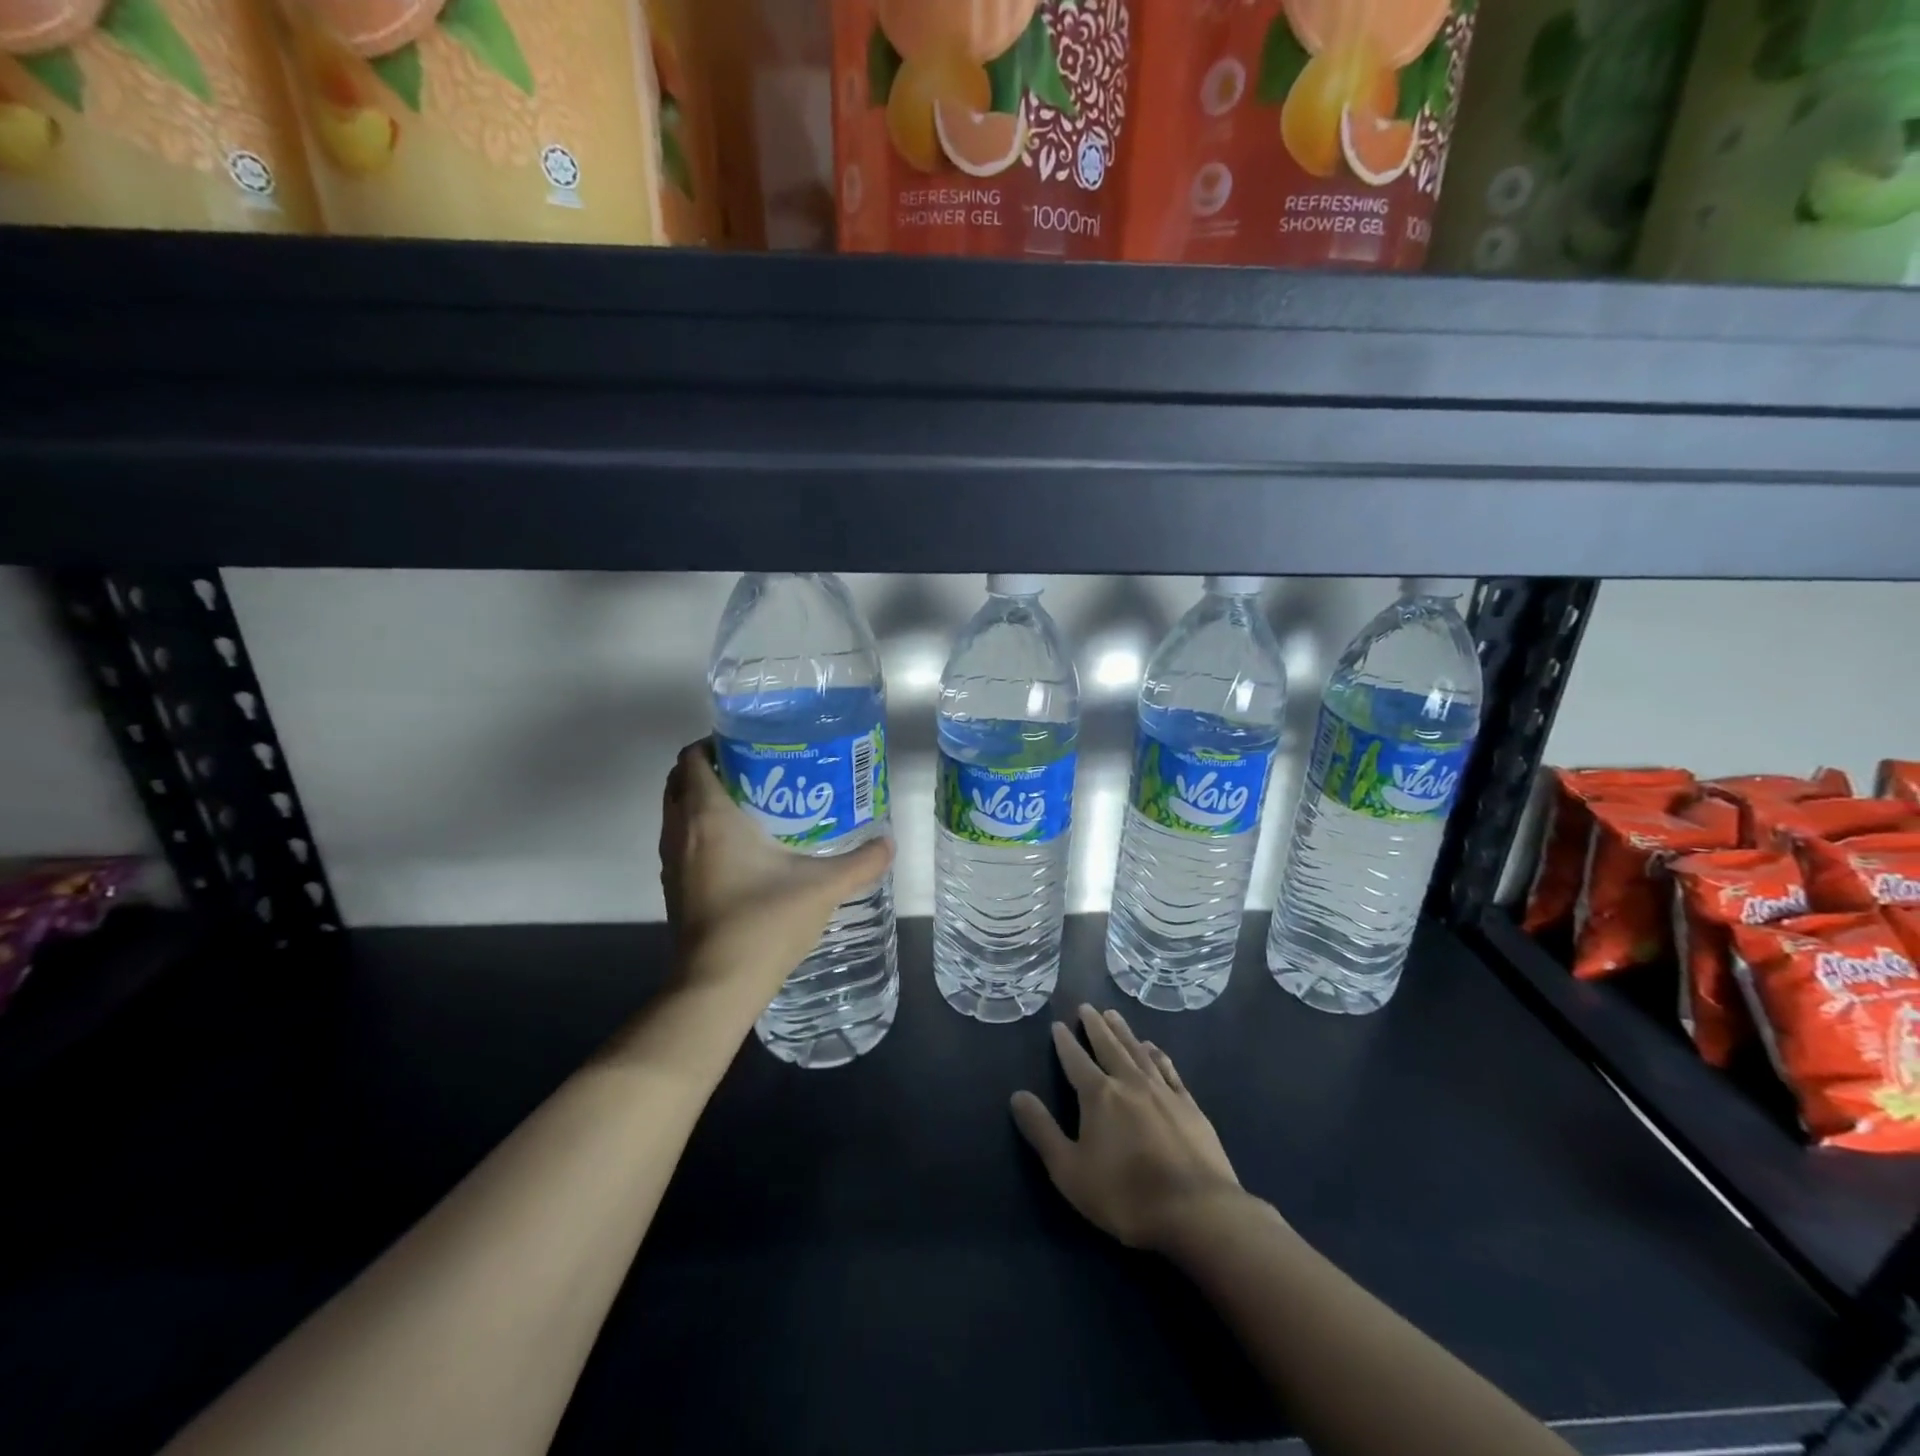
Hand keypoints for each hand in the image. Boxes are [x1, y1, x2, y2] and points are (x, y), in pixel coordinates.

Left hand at [660, 740, 893, 1002]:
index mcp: (708, 815)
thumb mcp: (822, 887)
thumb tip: (889, 843)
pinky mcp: (674, 888)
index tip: (753, 746)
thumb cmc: (764, 922)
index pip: (693, 758)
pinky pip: (681, 841)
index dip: (716, 743)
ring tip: (755, 806)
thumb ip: (860, 862)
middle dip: (714, 769)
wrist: (717, 985)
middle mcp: (680, 831)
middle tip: (759, 772)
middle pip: (681, 780)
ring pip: (677, 812)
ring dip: (704, 801)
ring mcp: (672, 862)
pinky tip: (743, 850)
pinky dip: (701, 831)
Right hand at [1011, 1004, 1243, 1251]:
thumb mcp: (1070, 1171)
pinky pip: (1168, 1068)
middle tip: (1086, 1007)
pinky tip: (1153, 1048)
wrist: (1197, 1211)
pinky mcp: (1189, 1105)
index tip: (1057, 1024)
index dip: (1065, 1042)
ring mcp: (1163, 1091)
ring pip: (1138, 1051)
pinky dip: (1157, 1054)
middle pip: (1108, 1045)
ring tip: (1113, 1015)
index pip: (1076, 1060)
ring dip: (1124, 1032)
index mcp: (1099, 1095)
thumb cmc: (1126, 1195)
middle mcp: (1130, 1082)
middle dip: (1095, 1026)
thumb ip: (1042, 1131)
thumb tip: (1018, 1095)